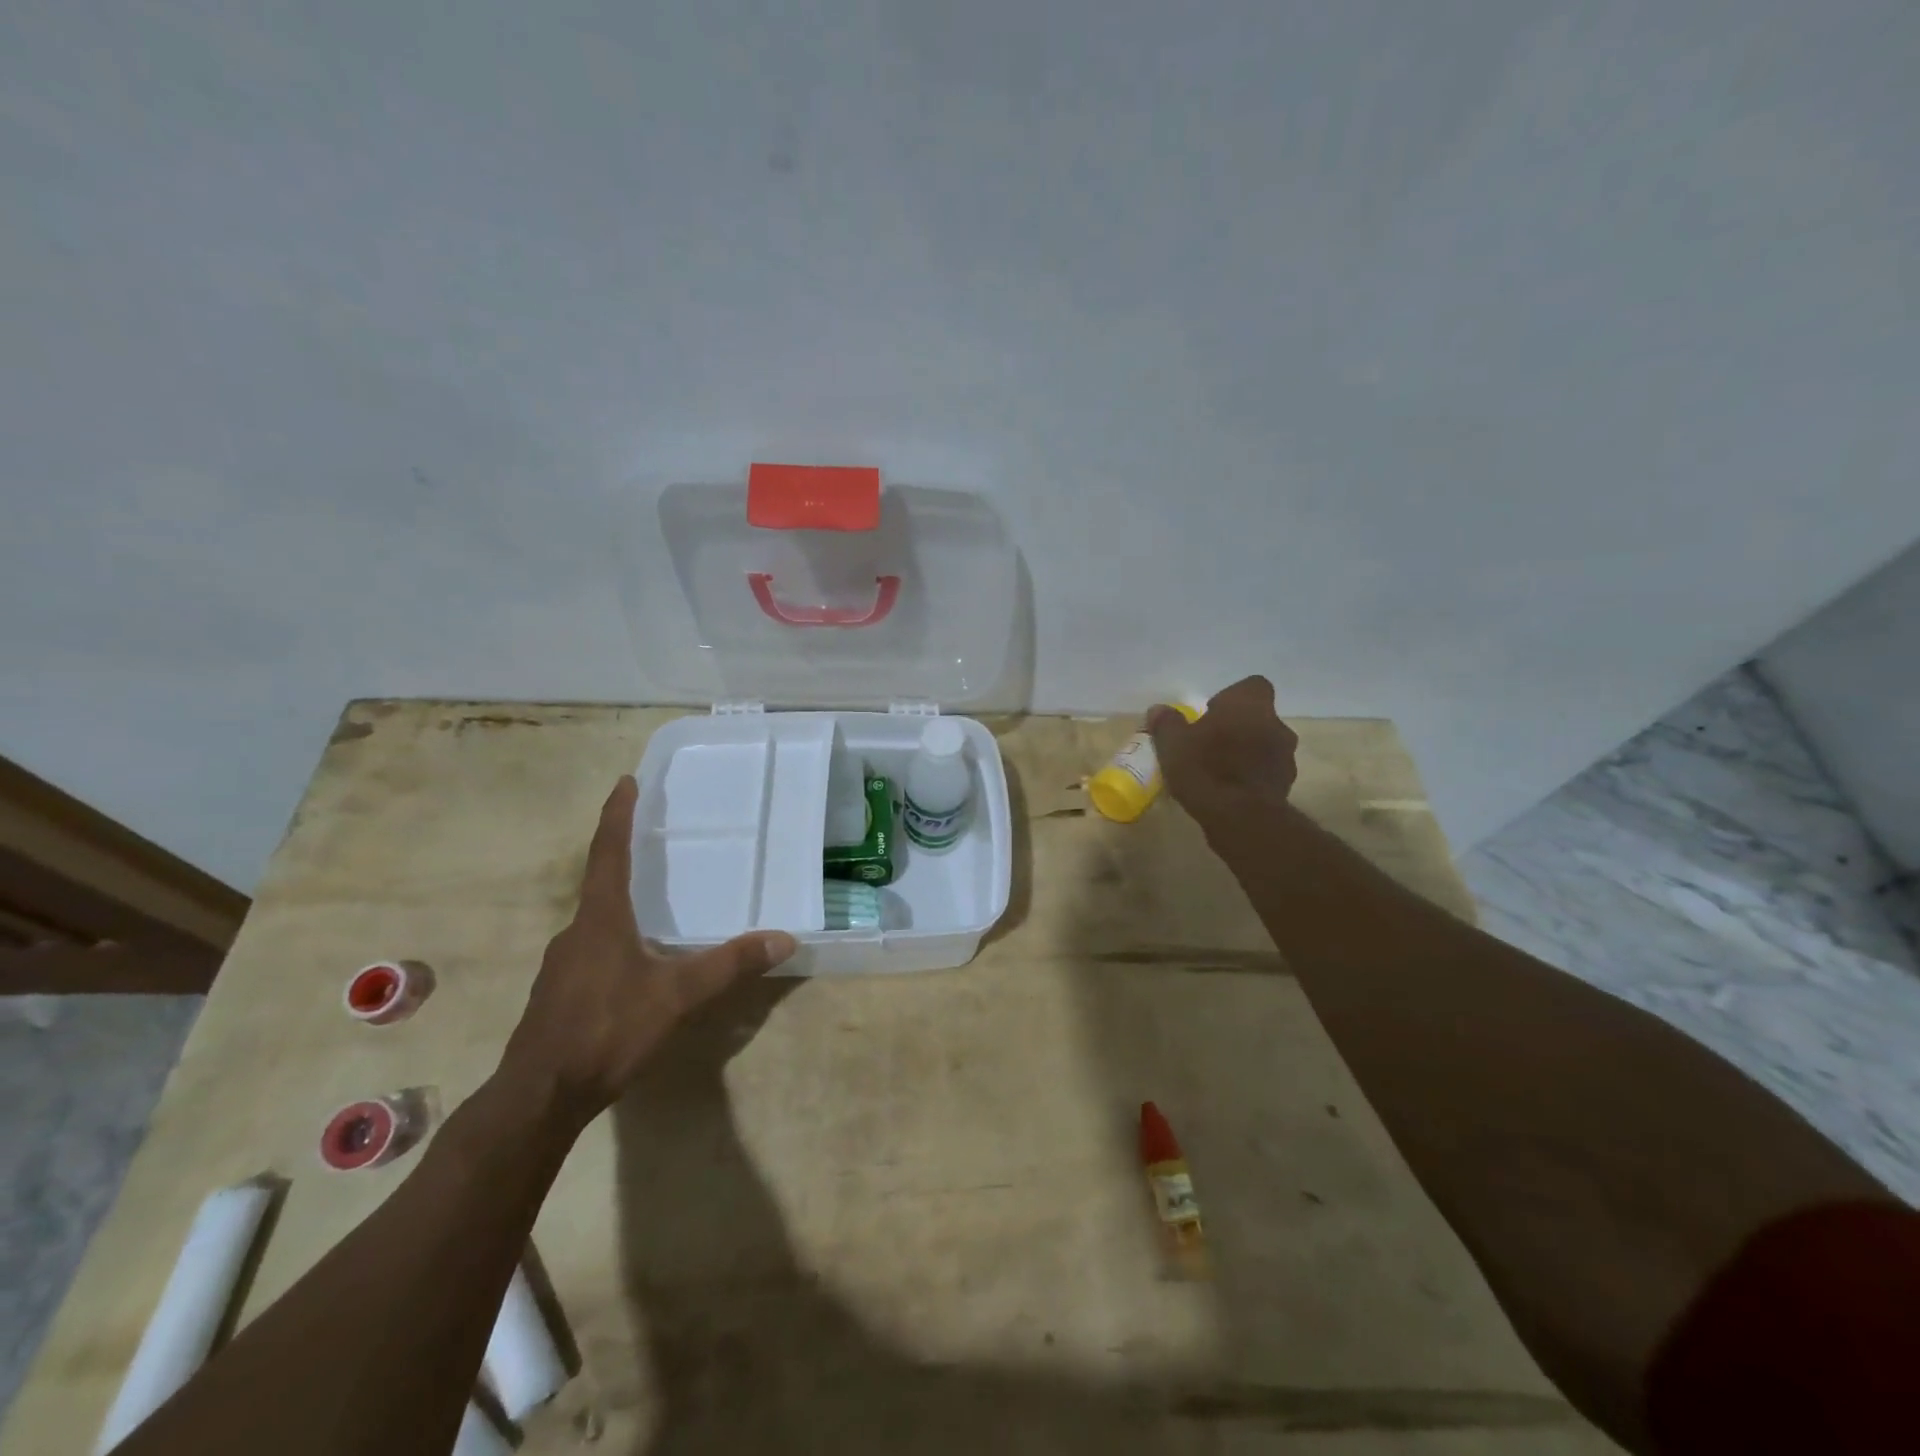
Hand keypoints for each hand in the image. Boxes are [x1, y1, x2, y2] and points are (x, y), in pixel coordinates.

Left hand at [499, 776, 795, 1125]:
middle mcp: (576, 933)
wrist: (539, 1098)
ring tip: (653, 907)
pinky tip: (635, 966)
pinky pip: (592, 952)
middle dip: (625, 860)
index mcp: (601, 919)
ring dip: (621, 906)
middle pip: (600, 884)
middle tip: (653, 844)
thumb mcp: (678, 997)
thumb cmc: (607, 1031)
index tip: (625, 782)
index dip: (616, 815)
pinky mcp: (559, 995)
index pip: (608, 853)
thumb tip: (784, 938)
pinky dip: (615, 942)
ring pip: (596, 923)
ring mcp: (562, 966)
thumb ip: (730, 965)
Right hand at [1148, 675, 1298, 829]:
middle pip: (1259, 718)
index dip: (1232, 697)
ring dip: (1247, 753)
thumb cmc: (1206, 768)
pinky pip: (1266, 773)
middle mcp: (1275, 725)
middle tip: (1211, 743)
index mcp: (1249, 705)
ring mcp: (1285, 757)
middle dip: (1238, 728)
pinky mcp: (1285, 786)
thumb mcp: (1172, 744)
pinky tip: (1229, 791)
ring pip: (1265, 746)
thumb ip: (1167, 723)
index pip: (1253, 686)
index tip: (1212, 713)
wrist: (1241, 818)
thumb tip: (1158, 710)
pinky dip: (1251, 777)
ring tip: (1219, 771)